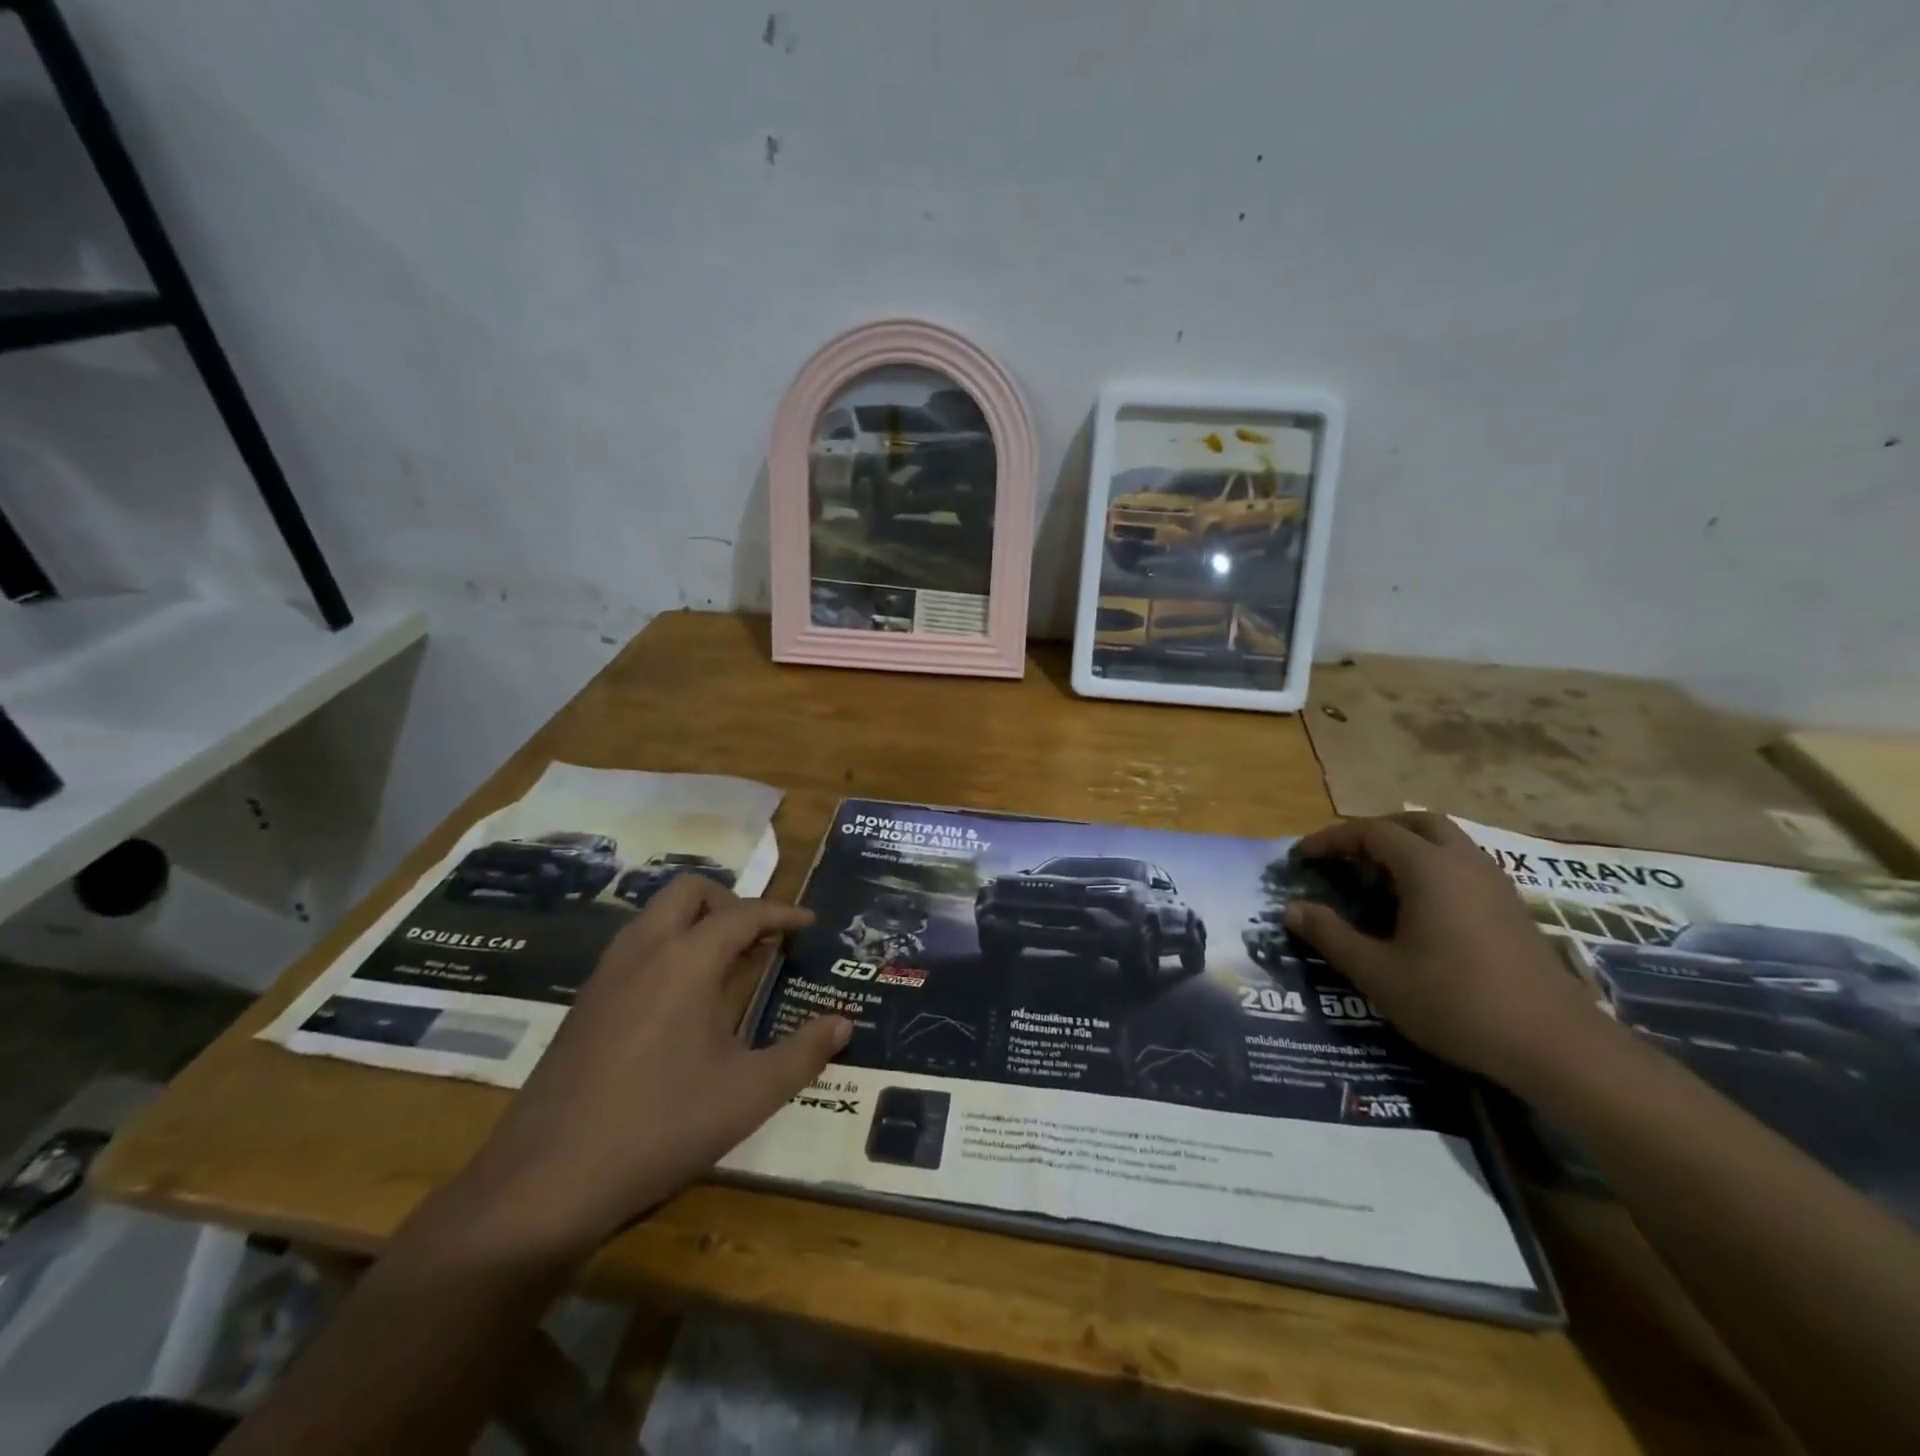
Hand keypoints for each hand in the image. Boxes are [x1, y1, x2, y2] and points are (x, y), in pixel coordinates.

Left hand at [452, 876, 848, 1257]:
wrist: (545, 1182)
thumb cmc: (661, 1127)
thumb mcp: (749, 1094)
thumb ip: (803, 1053)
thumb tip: (843, 1025)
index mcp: (686, 960)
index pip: (744, 914)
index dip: (782, 914)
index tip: (809, 923)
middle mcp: (643, 952)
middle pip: (689, 892)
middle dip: (730, 902)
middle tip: (759, 938)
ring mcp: (605, 976)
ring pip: (654, 916)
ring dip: (694, 923)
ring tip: (726, 966)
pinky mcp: (582, 1005)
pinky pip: (634, 949)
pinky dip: (667, 949)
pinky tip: (680, 1003)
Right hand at [1283, 812, 1611, 1090]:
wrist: (1556, 1045)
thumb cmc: (1455, 1002)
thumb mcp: (1377, 972)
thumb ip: (1330, 935)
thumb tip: (1291, 908)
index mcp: (1428, 868)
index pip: (1370, 832)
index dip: (1330, 839)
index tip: (1301, 858)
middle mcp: (1463, 862)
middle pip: (1414, 823)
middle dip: (1373, 832)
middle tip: (1344, 858)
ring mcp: (1495, 883)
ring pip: (1445, 841)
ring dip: (1406, 848)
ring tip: (1376, 880)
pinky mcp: (1512, 908)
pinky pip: (1463, 865)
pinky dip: (1432, 868)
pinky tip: (1419, 908)